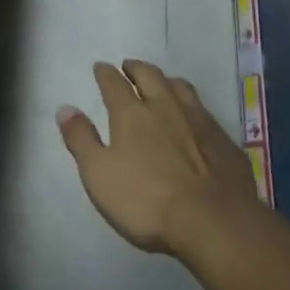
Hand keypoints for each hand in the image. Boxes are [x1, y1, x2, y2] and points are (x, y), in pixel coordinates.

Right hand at [57, 60, 258, 254]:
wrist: (215, 222)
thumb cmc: (147, 200)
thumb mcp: (99, 174)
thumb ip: (81, 139)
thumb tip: (65, 108)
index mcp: (132, 113)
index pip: (114, 83)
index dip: (105, 73)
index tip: (101, 67)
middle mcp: (165, 106)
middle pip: (150, 76)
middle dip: (136, 68)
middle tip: (129, 67)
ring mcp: (199, 121)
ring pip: (181, 87)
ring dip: (167, 81)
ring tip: (162, 83)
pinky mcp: (224, 140)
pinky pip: (205, 112)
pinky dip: (193, 107)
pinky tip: (195, 119)